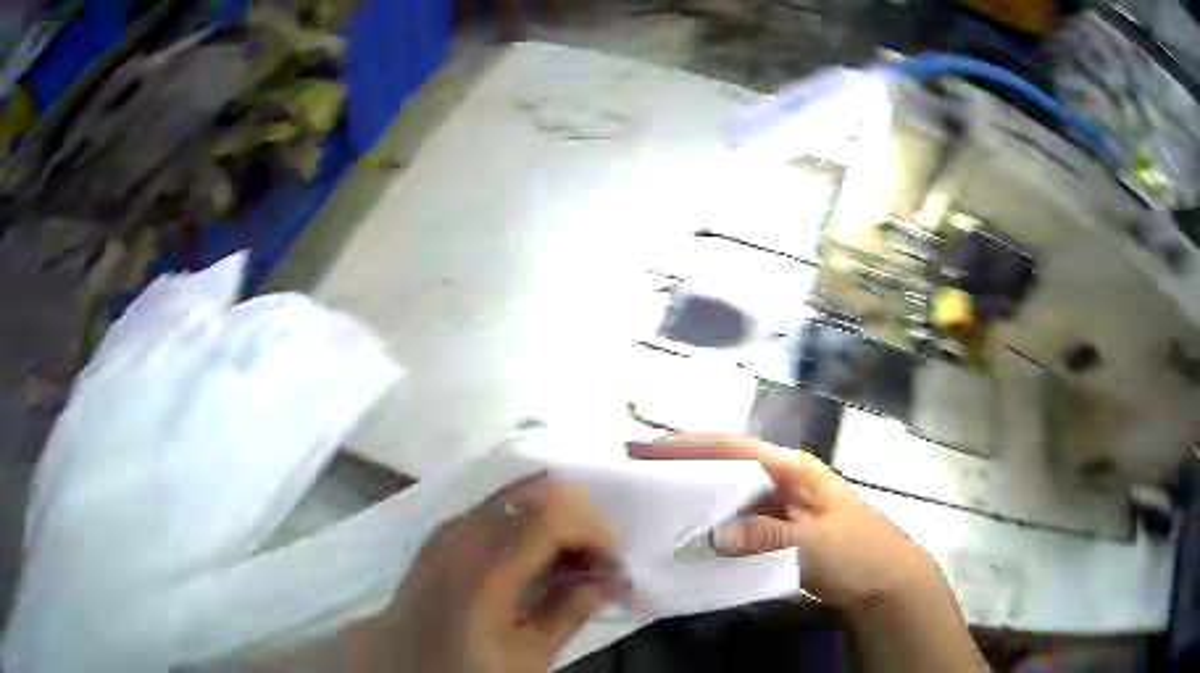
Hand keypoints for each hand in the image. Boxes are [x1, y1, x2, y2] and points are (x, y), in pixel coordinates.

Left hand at [347, 474, 623, 672]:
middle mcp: (464, 534)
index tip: (614, 564)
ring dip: (556, 516)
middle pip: (538, 493)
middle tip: (598, 561)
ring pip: (518, 492)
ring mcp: (450, 526)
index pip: (554, 516)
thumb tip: (612, 579)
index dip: (596, 531)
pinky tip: (538, 553)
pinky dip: (529, 517)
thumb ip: (570, 611)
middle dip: (582, 519)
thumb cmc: (465, 667)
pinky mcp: (445, 529)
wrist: (400, 659)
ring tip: (572, 558)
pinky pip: (497, 504)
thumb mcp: (527, 656)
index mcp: (485, 571)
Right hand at [627, 434, 985, 672]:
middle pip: (727, 465)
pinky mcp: (780, 530)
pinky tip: (692, 536)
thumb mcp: (813, 543)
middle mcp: (785, 479)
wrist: (886, 580)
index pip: (734, 447)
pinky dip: (714, 524)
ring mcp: (782, 505)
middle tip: (639, 472)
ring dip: (697, 495)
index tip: (645, 446)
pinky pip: (739, 521)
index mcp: (794, 469)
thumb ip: (764, 536)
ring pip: (731, 493)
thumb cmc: (857, 552)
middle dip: (685, 465)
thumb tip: (713, 535)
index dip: (689, 445)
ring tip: (655, 500)